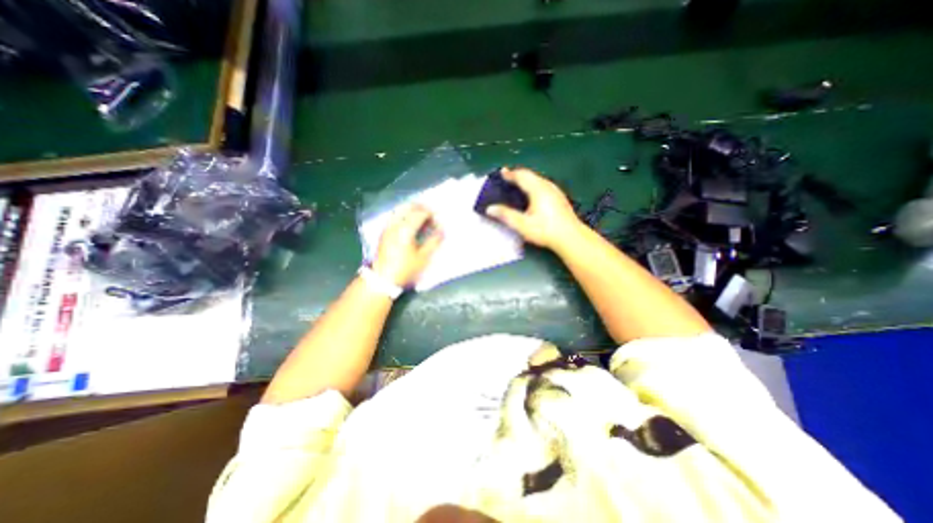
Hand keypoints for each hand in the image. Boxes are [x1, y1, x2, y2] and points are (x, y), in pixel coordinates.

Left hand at [373, 203, 443, 284]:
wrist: (383, 279)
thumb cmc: (405, 269)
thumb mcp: (423, 257)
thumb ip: (434, 241)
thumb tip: (442, 230)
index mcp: (405, 229)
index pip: (420, 213)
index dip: (431, 213)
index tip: (439, 216)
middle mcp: (395, 224)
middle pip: (408, 207)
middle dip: (421, 207)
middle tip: (431, 212)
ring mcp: (387, 227)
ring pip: (400, 210)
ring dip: (411, 209)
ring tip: (421, 215)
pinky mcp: (384, 232)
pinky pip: (394, 216)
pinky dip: (404, 214)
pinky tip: (409, 221)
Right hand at [485, 167, 579, 249]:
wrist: (570, 237)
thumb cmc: (545, 230)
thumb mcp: (522, 225)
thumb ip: (506, 215)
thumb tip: (490, 209)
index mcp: (537, 189)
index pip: (521, 176)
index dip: (510, 174)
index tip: (501, 172)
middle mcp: (547, 186)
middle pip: (530, 175)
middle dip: (518, 175)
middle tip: (508, 178)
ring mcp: (555, 191)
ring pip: (538, 179)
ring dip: (527, 180)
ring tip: (518, 185)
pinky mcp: (559, 198)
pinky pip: (544, 185)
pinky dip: (534, 185)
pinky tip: (532, 195)